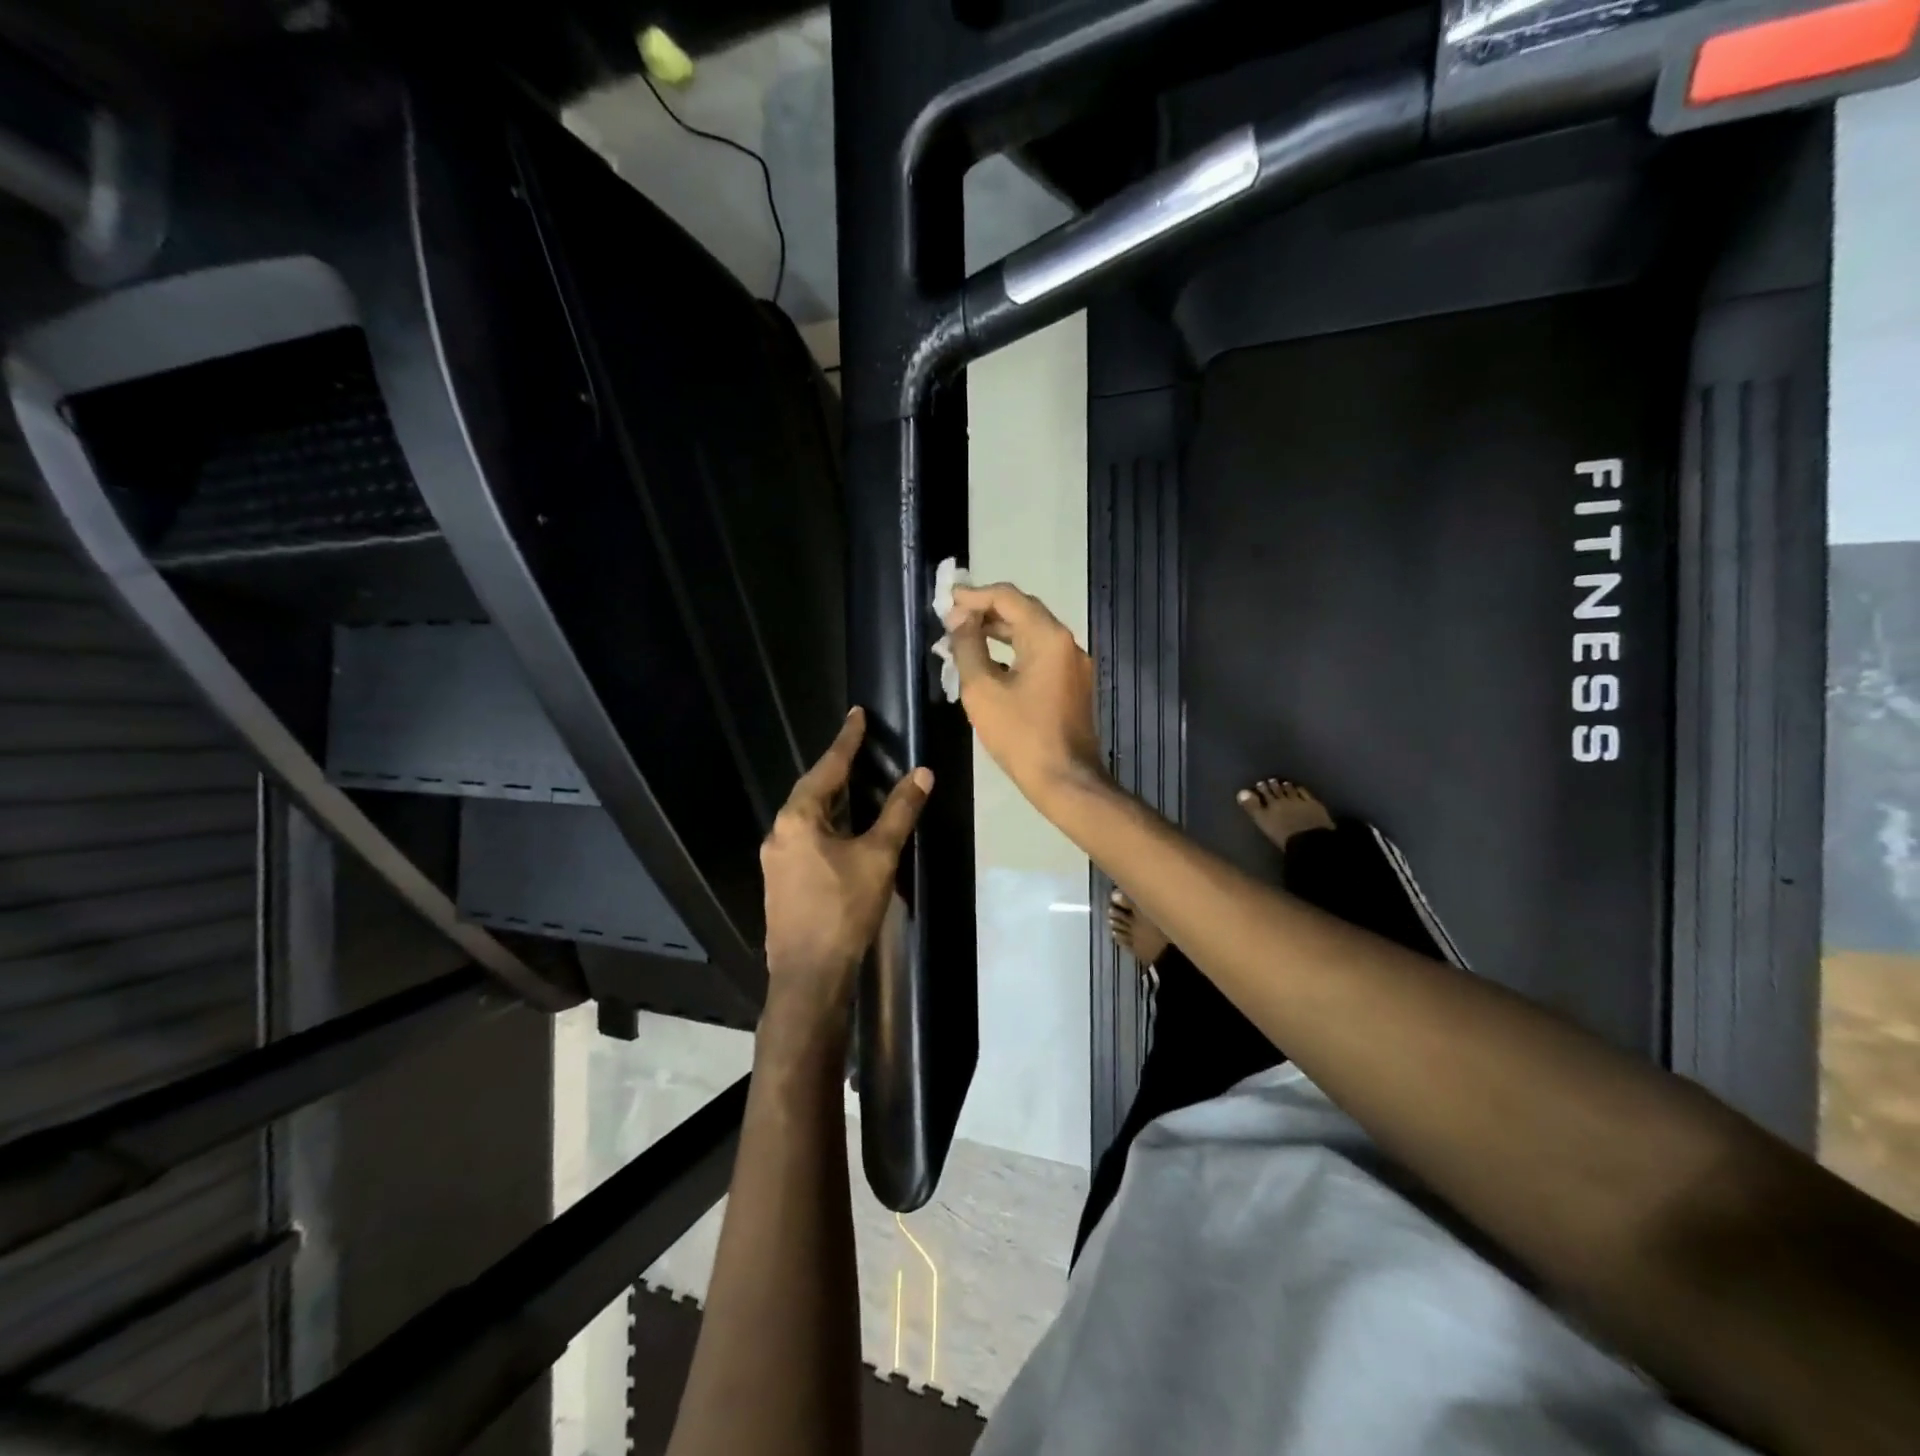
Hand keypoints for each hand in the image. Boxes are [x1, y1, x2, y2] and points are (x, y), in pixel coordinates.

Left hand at [760, 708, 932, 1022]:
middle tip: (859, 748)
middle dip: (837, 769)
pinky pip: (806, 838)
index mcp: (798, 818)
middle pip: (813, 790)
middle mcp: (780, 832)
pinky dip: (828, 825)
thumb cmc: (844, 909)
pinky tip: (844, 833)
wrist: (809, 975)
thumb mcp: (878, 856)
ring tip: (856, 785)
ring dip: (833, 799)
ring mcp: (776, 859)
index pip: (827, 768)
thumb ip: (899, 812)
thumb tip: (921, 774)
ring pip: (808, 817)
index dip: (847, 741)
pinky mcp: (782, 882)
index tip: (857, 714)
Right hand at [946, 582, 1105, 803]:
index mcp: (1048, 637)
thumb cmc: (1021, 735)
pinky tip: (990, 663)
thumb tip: (959, 618)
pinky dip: (1014, 651)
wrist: (1065, 780)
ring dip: (999, 631)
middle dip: (986, 610)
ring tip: (964, 637)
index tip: (946, 600)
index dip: (974, 595)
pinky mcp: (1072, 685)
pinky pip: (1040, 655)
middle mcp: (1067, 643)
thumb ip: (968, 647)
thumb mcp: (982, 690)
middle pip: (1023, 611)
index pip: (1008, 597)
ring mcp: (1073, 665)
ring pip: (1032, 634)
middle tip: (952, 618)